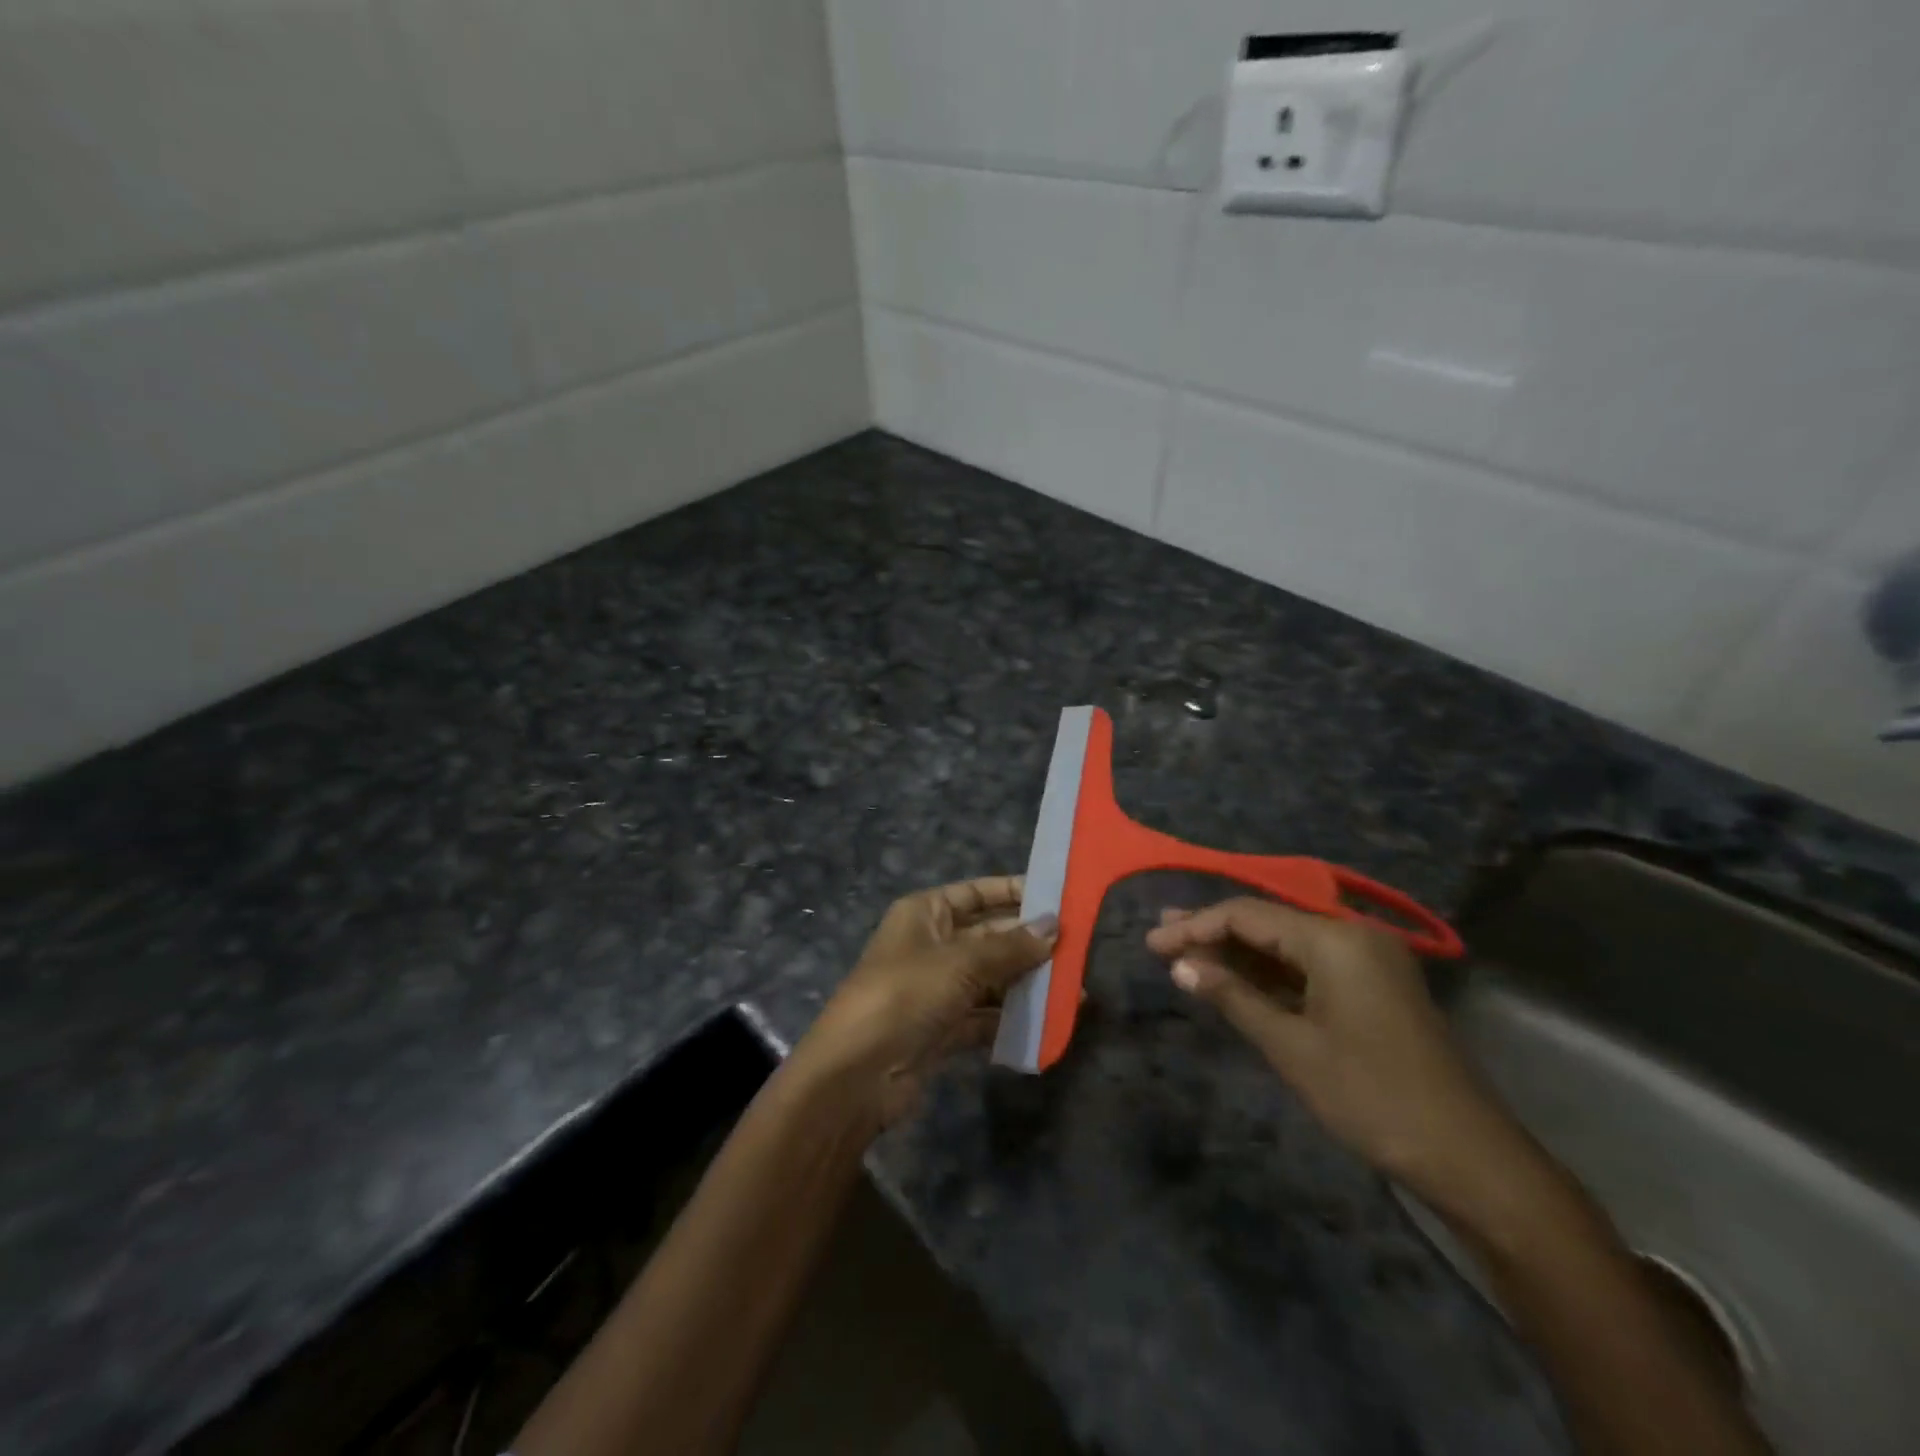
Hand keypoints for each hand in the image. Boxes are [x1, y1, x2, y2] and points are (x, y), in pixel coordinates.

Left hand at [798, 876, 1058, 1127]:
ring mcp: (936, 989)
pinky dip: (1013, 1019)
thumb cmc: (905, 996)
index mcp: (924, 913)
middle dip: (1030, 943)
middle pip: (989, 936)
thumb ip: (1010, 947)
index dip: (1014, 892)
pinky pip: (986, 1016)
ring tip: (1074, 991)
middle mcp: (931, 945)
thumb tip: (1054, 926)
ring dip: (1028, 984)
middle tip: (1079, 949)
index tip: (1058, 898)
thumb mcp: (960, 963)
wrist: (855, 1076)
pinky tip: (1049, 1024)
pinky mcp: (942, 1029)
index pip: (976, 892)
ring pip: (991, 978)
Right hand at [1146, 898, 1523, 1198]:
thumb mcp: (1291, 1047)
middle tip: (1161, 935)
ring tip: (1185, 952)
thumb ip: (1233, 997)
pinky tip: (1233, 977)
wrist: (1467, 1156)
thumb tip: (1180, 966)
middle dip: (1212, 931)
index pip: (1248, 915)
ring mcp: (1366, 961)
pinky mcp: (1371, 986)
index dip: (1195, 926)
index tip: (1153, 943)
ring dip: (1238, 952)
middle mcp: (1352, 936)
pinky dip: (1269, 973)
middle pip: (1267, 922)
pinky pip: (1308, 966)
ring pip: (1286, 944)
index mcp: (1335, 940)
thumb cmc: (1371, 1096)